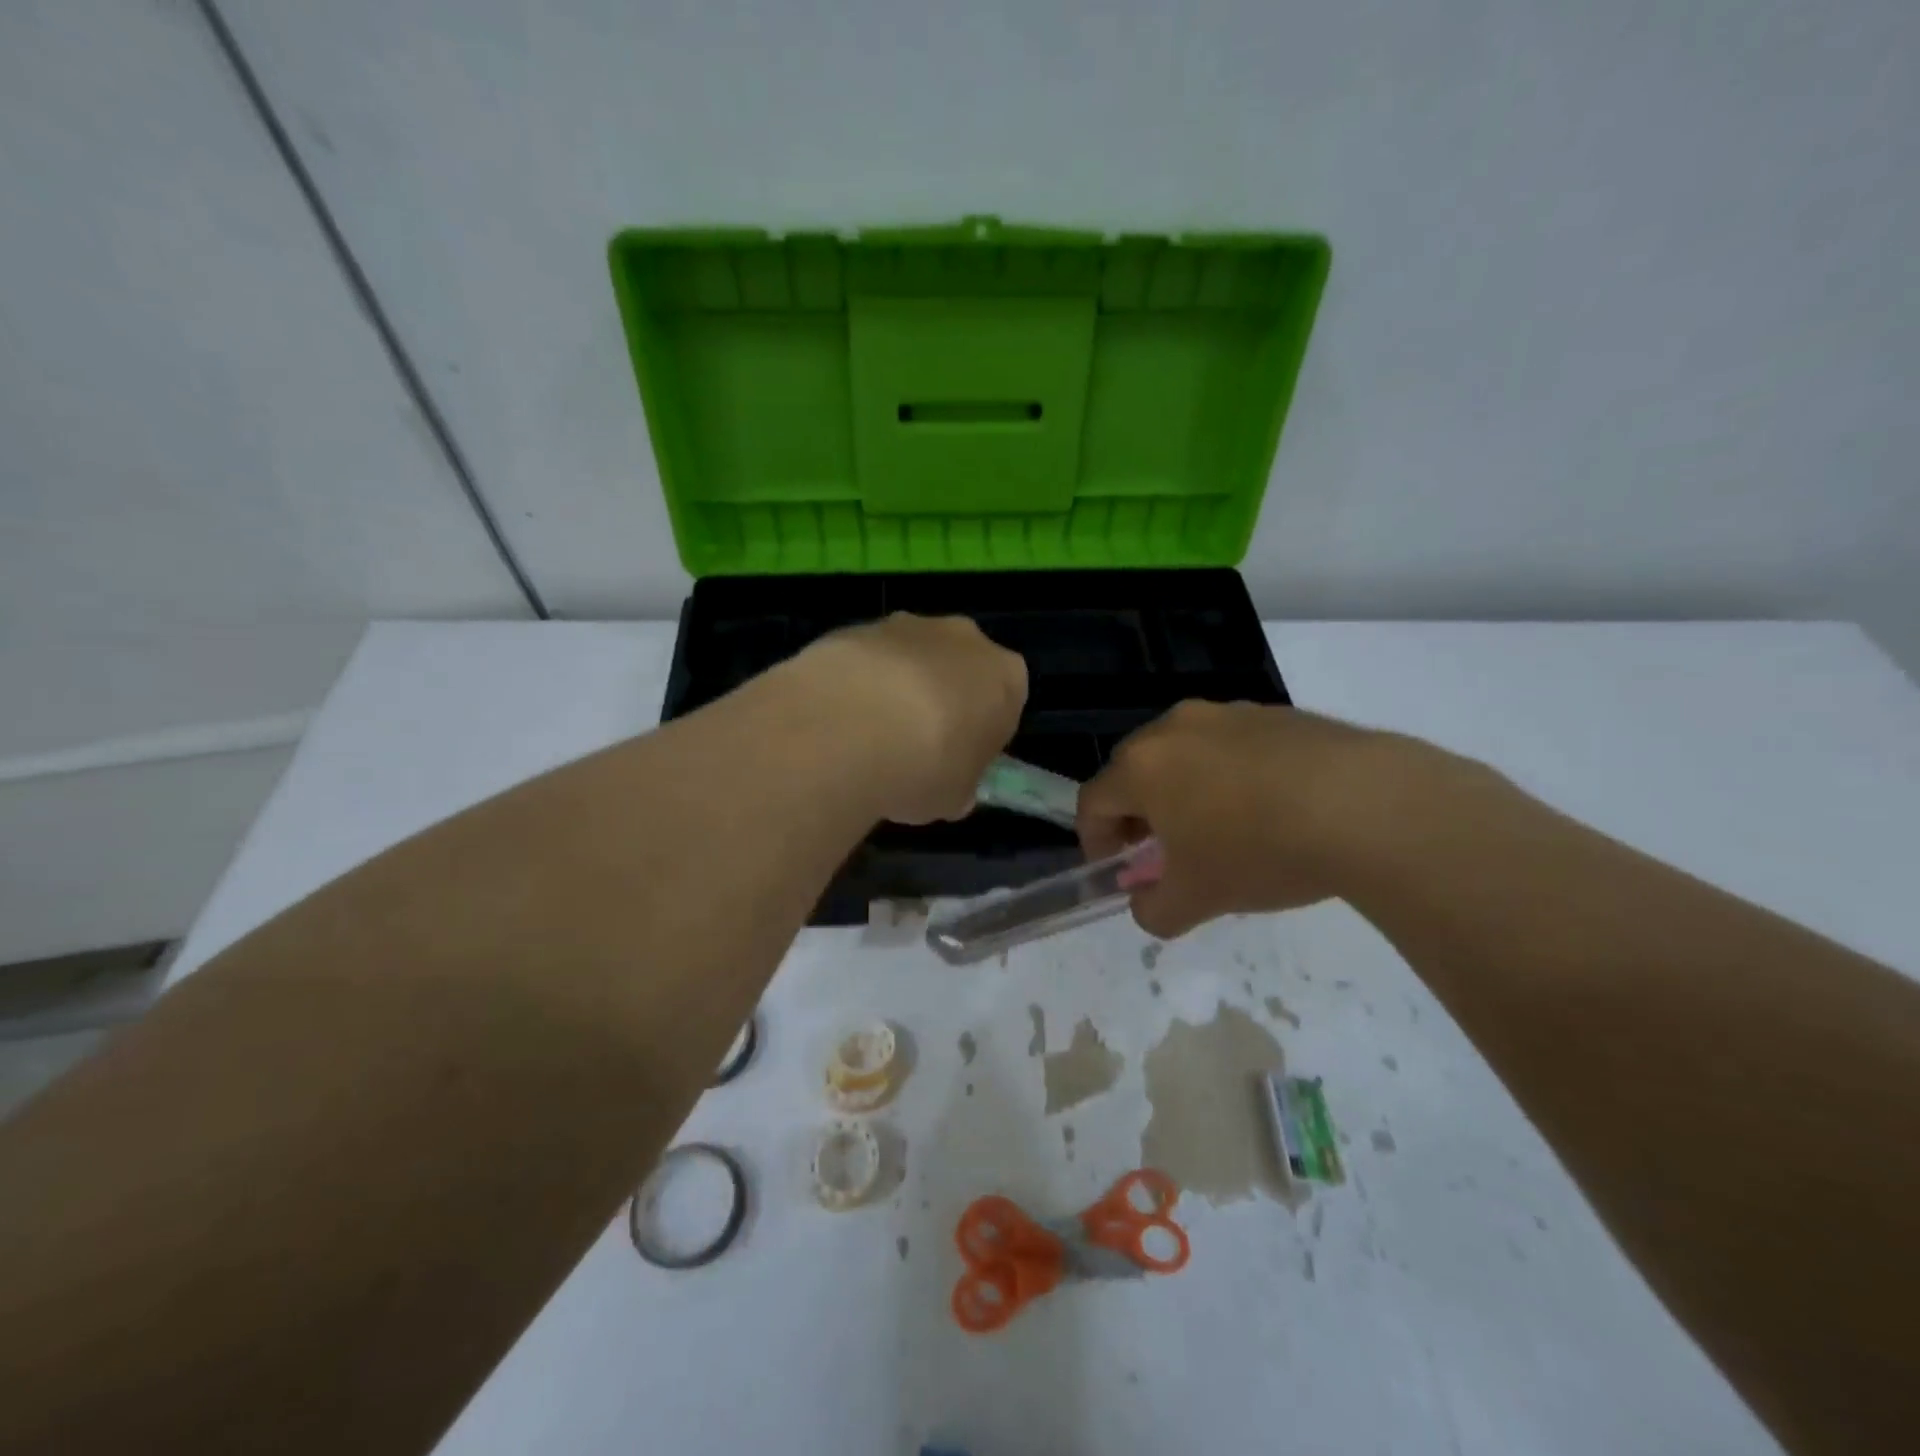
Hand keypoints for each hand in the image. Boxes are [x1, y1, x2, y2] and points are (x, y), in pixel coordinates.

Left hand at [785, 613, 1027, 823]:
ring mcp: (909, 625)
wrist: (851, 728)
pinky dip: (857, 683)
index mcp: (1006, 677)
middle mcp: (965, 639)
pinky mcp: (858, 626)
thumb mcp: (955, 797)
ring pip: (911, 659)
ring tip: (867, 736)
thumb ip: (959, 785)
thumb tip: (953, 790)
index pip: (1003, 703)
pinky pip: (866, 659)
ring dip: (897, 688)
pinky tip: (840, 718)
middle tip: (913, 745)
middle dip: (941, 699)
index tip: (957, 759)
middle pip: (959, 669)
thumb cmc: (926, 767)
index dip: (980, 733)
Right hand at [1077, 701, 1424, 937]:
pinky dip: (1231, 777)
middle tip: (1165, 854)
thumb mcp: (1197, 899)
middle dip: (1139, 815)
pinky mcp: (1275, 714)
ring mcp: (1228, 714)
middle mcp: (1175, 728)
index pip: (1093, 801)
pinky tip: (1271, 811)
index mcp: (1142, 766)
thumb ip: (1154, 910)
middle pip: (1135, 772)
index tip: (1121, 871)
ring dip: (1184, 793)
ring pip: (1184, 755)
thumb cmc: (1259, 850)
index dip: (1096, 841)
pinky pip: (1232, 747)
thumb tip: (1147, 905)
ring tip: (1222, 832)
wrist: (1367, 805)